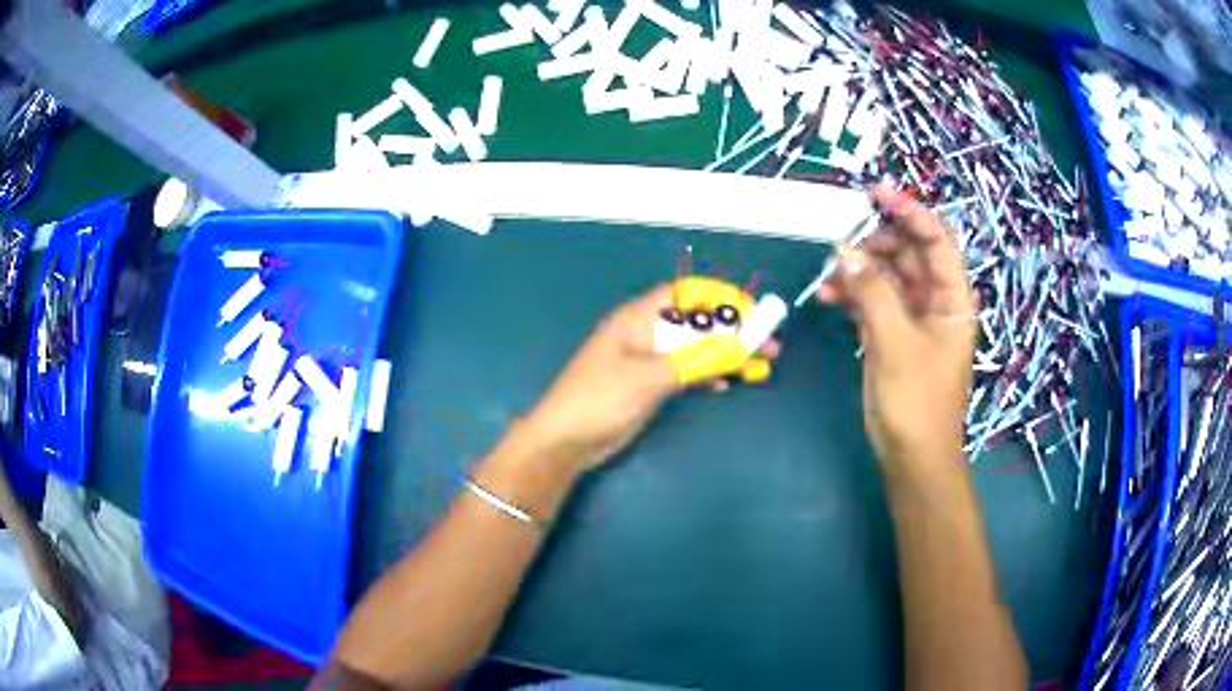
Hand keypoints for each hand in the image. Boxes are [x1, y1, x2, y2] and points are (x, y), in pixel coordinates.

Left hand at [520, 284, 779, 473]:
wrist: (564, 441)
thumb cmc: (600, 400)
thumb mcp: (651, 377)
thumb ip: (697, 360)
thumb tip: (742, 347)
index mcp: (639, 317)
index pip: (688, 295)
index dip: (723, 299)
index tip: (754, 314)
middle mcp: (645, 332)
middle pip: (697, 322)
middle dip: (733, 331)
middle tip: (769, 346)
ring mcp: (647, 359)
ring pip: (695, 348)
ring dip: (725, 355)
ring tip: (759, 366)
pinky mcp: (648, 384)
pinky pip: (686, 371)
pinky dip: (708, 375)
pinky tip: (726, 384)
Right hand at [818, 186, 976, 486]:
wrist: (911, 455)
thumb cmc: (917, 401)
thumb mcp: (896, 343)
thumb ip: (873, 293)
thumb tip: (845, 252)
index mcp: (953, 298)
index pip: (936, 240)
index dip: (910, 212)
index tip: (875, 193)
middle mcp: (935, 300)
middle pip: (908, 253)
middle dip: (876, 242)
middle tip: (841, 241)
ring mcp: (912, 317)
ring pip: (886, 275)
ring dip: (858, 269)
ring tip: (829, 272)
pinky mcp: (891, 334)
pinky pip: (872, 299)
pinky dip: (851, 293)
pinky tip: (828, 295)